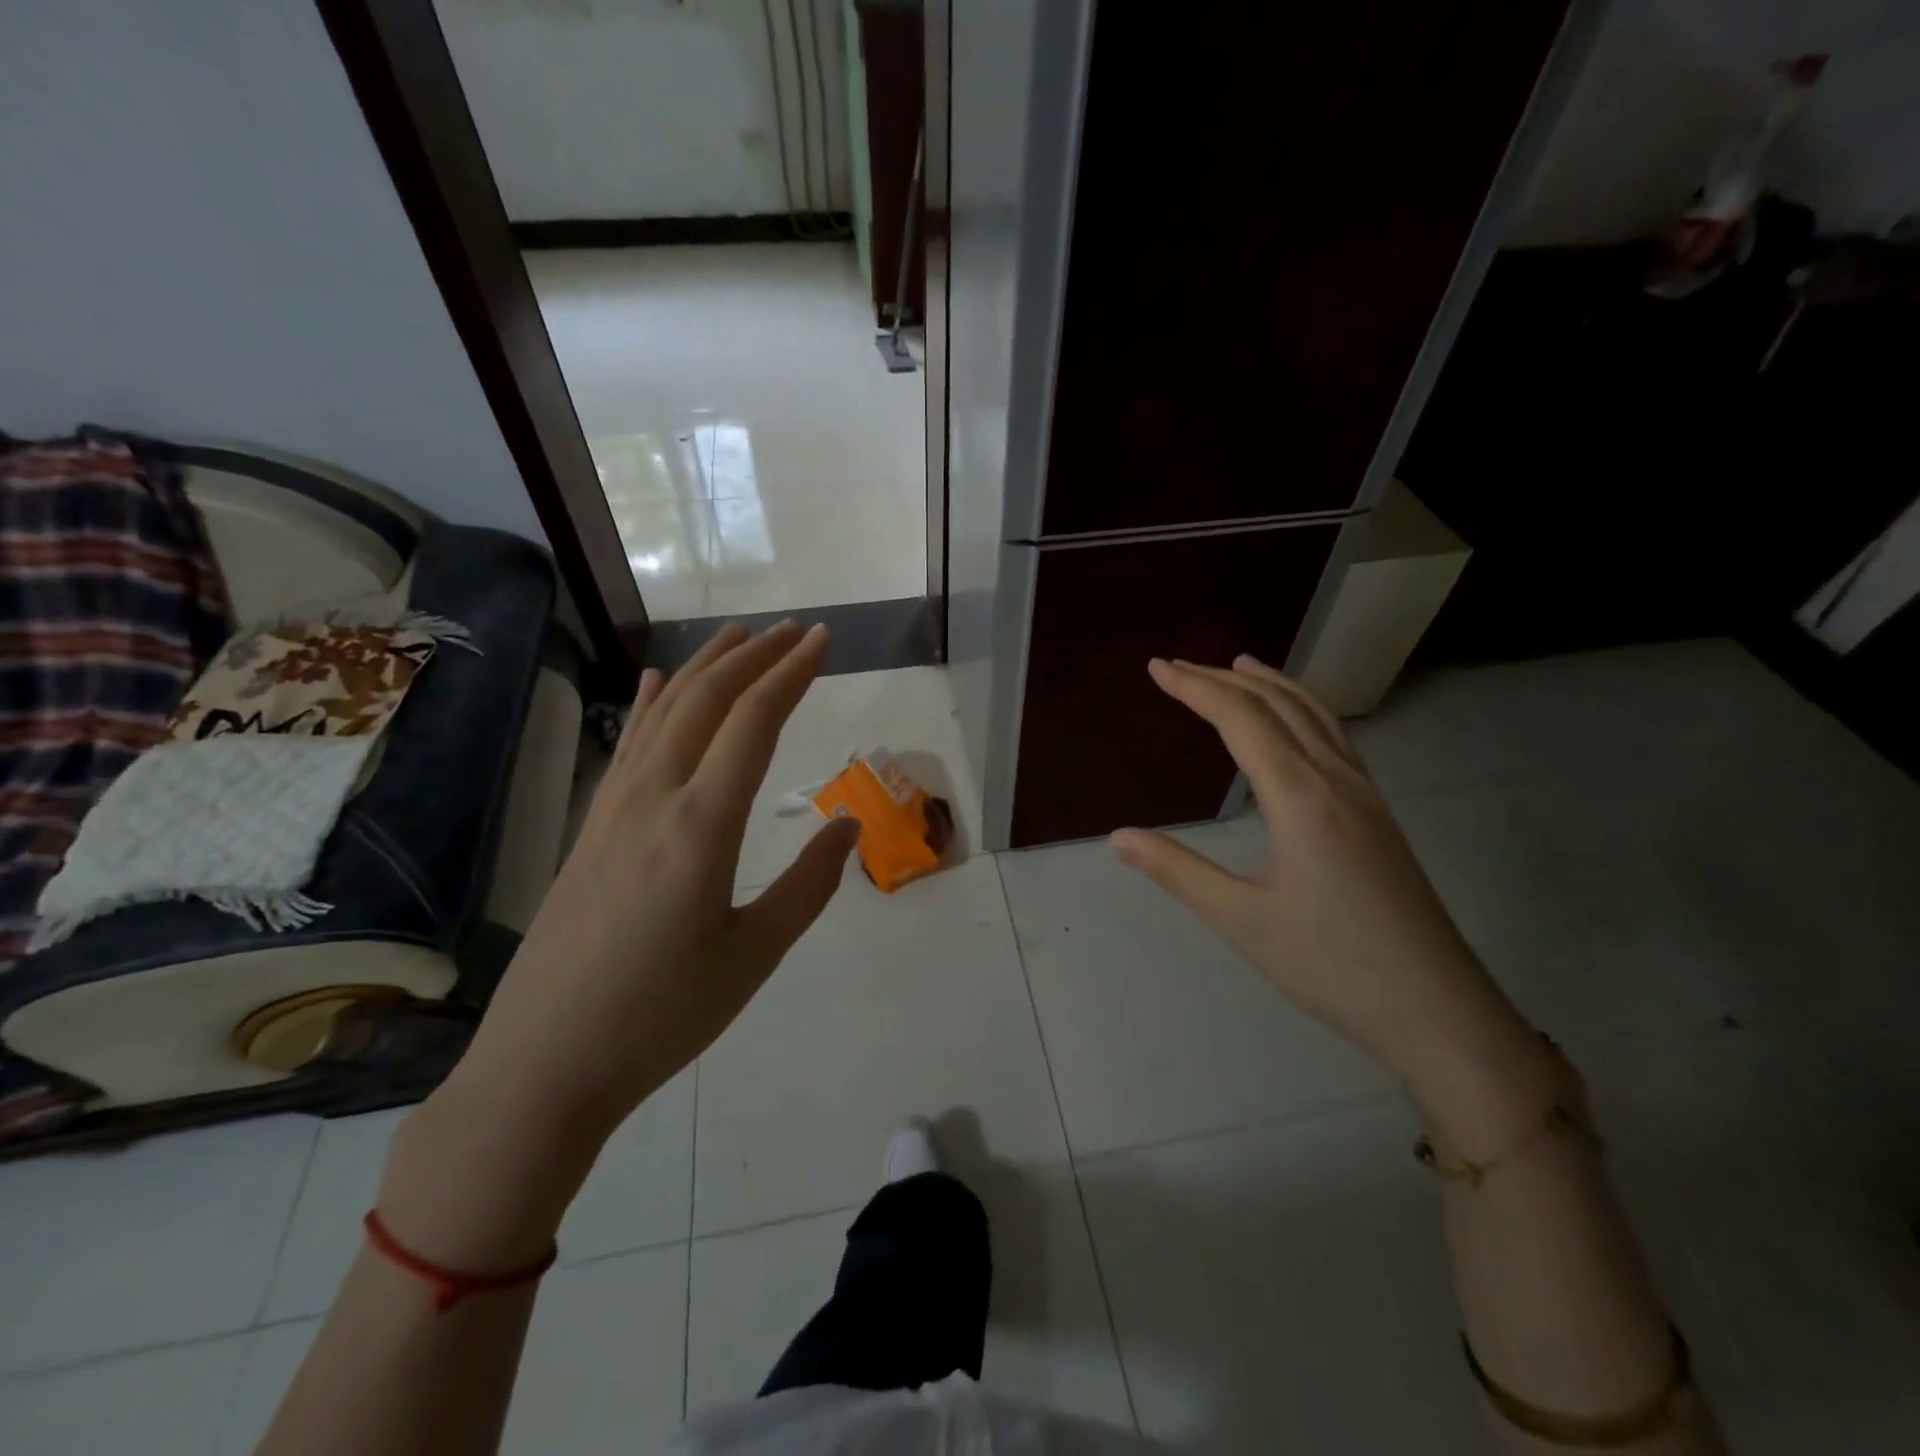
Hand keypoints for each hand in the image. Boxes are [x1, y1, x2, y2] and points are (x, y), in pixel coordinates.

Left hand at [449, 622, 860, 1145]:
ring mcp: (612, 809)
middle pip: (707, 700)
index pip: (755, 722)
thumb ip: (808, 885)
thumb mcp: (753, 957)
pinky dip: (647, 704)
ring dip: (705, 668)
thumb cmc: (662, 1017)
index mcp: (701, 826)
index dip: (792, 673)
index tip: (823, 640)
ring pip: (662, 713)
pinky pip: (626, 746)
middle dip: (755, 656)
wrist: (543, 1066)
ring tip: (739, 637)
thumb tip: (847, 825)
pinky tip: (653, 682)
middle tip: (795, 629)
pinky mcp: (589, 828)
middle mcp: (654, 798)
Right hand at [1111, 656, 1556, 1136]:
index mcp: (1301, 797)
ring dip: (1272, 685)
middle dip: (1224, 679)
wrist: (1438, 1010)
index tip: (1157, 668)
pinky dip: (1304, 710)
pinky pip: (1336, 738)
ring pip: (1316, 716)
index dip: (1195, 688)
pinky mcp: (1379, 815)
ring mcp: (1365, 795)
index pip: (1241, 719)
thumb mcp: (1242, 920)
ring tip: (1240, 667)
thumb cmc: (1333, 965)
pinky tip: (1295, 725)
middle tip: (1179, 666)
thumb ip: (1177, 871)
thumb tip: (1118, 836)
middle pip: (1277, 706)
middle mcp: (1336, 780)